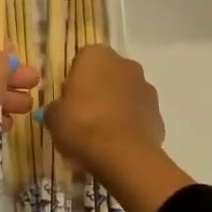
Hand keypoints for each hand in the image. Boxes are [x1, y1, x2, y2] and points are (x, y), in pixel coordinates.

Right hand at [44, 44, 162, 173]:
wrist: (123, 155)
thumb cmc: (82, 125)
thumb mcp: (54, 118)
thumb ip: (55, 109)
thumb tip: (58, 111)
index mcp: (96, 55)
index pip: (81, 61)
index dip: (73, 82)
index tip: (68, 103)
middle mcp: (124, 64)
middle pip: (105, 76)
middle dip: (96, 93)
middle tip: (82, 120)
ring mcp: (145, 87)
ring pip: (124, 95)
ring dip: (114, 108)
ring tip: (100, 137)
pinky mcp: (158, 113)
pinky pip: (137, 116)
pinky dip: (129, 126)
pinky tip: (117, 146)